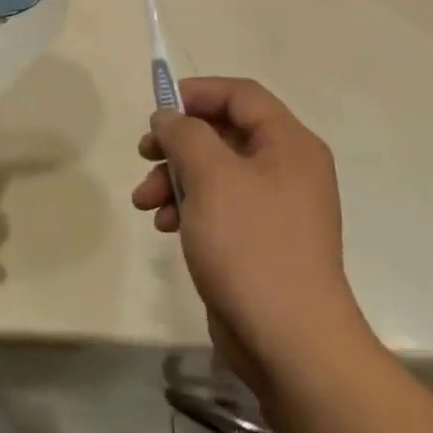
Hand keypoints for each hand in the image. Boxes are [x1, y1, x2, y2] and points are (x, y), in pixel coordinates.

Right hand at [132, 78, 367, 392]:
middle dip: (177, 143)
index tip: (157, 108)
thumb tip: (168, 117)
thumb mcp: (211, 178)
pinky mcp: (259, 239)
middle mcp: (287, 169)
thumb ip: (185, 135)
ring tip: (144, 202)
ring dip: (174, 178)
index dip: (197, 93)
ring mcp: (275, 206)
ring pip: (214, 172)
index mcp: (289, 145)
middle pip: (224, 133)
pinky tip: (164, 226)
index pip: (241, 95)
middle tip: (144, 153)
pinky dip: (188, 207)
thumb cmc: (251, 245)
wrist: (288, 339)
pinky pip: (218, 206)